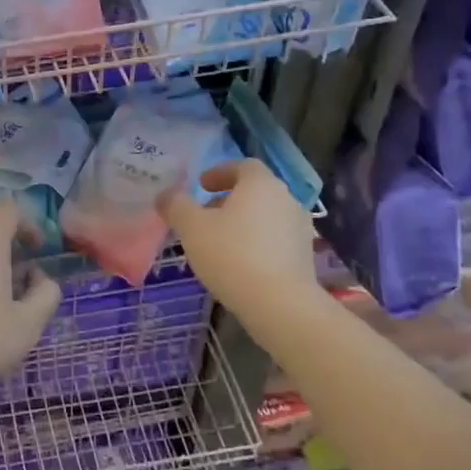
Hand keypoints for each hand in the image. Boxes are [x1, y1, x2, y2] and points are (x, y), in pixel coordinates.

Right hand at [158, 160, 318, 314]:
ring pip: (266, 216)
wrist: (279, 303)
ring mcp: (300, 228)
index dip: (220, 172)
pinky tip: (238, 263)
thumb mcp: (191, 227)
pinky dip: (256, 242)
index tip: (201, 185)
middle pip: (255, 191)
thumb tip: (166, 195)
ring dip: (243, 222)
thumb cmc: (231, 254)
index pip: (243, 166)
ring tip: (218, 242)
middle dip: (228, 199)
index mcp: (261, 184)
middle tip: (204, 216)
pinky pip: (275, 239)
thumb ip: (176, 205)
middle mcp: (286, 199)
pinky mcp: (305, 256)